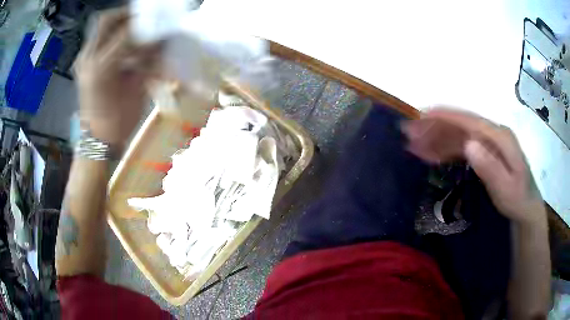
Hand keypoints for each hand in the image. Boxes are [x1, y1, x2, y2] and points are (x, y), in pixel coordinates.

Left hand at [75, 8, 159, 147]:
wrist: (97, 139)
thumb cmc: (119, 120)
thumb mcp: (137, 89)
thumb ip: (148, 59)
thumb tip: (162, 39)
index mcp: (102, 68)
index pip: (127, 32)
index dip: (147, 24)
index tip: (161, 22)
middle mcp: (88, 59)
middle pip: (106, 20)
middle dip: (126, 14)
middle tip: (144, 17)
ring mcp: (83, 60)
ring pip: (100, 27)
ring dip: (119, 23)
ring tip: (135, 28)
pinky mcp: (82, 63)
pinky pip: (97, 38)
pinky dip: (111, 34)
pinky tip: (122, 42)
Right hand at [402, 108, 545, 225]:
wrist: (526, 206)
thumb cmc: (517, 198)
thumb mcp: (505, 187)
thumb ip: (490, 167)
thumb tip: (469, 145)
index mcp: (499, 136)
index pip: (468, 121)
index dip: (444, 116)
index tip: (421, 116)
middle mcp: (491, 134)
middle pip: (459, 125)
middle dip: (434, 128)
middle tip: (409, 134)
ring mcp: (487, 142)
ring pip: (457, 136)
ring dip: (435, 139)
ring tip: (414, 145)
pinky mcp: (483, 151)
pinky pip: (461, 147)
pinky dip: (445, 149)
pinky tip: (431, 155)